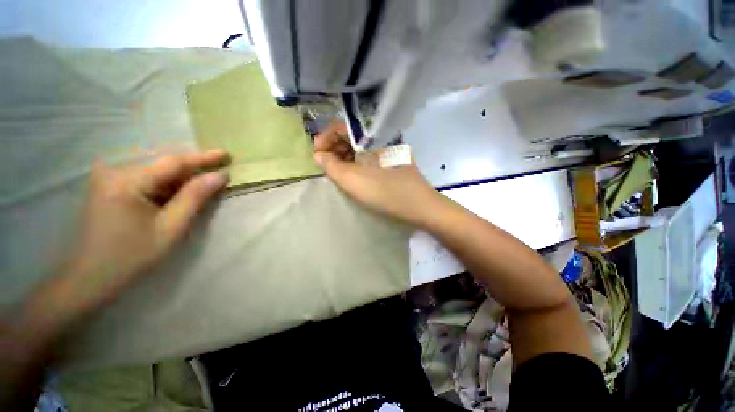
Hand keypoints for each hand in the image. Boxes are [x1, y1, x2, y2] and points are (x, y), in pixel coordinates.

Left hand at [67, 150, 229, 304]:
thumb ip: (194, 197)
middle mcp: (115, 172)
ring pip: (156, 171)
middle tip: (218, 171)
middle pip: (164, 163)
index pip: (173, 162)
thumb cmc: (131, 256)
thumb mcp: (170, 228)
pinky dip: (166, 185)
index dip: (203, 158)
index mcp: (127, 181)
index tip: (226, 154)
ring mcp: (109, 178)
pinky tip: (177, 195)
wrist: (89, 277)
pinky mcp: (109, 186)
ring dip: (181, 178)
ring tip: (203, 184)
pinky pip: (145, 179)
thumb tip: (220, 176)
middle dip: (193, 168)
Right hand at [313, 122, 443, 227]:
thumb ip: (331, 166)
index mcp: (371, 134)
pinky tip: (352, 173)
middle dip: (334, 147)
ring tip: (337, 171)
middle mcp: (380, 136)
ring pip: (360, 146)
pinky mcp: (391, 160)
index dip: (325, 138)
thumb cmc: (385, 191)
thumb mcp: (352, 180)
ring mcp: (388, 148)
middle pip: (351, 134)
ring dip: (344, 155)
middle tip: (326, 165)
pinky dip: (356, 162)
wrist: (419, 206)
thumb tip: (319, 155)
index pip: (342, 125)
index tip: (317, 155)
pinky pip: (369, 155)